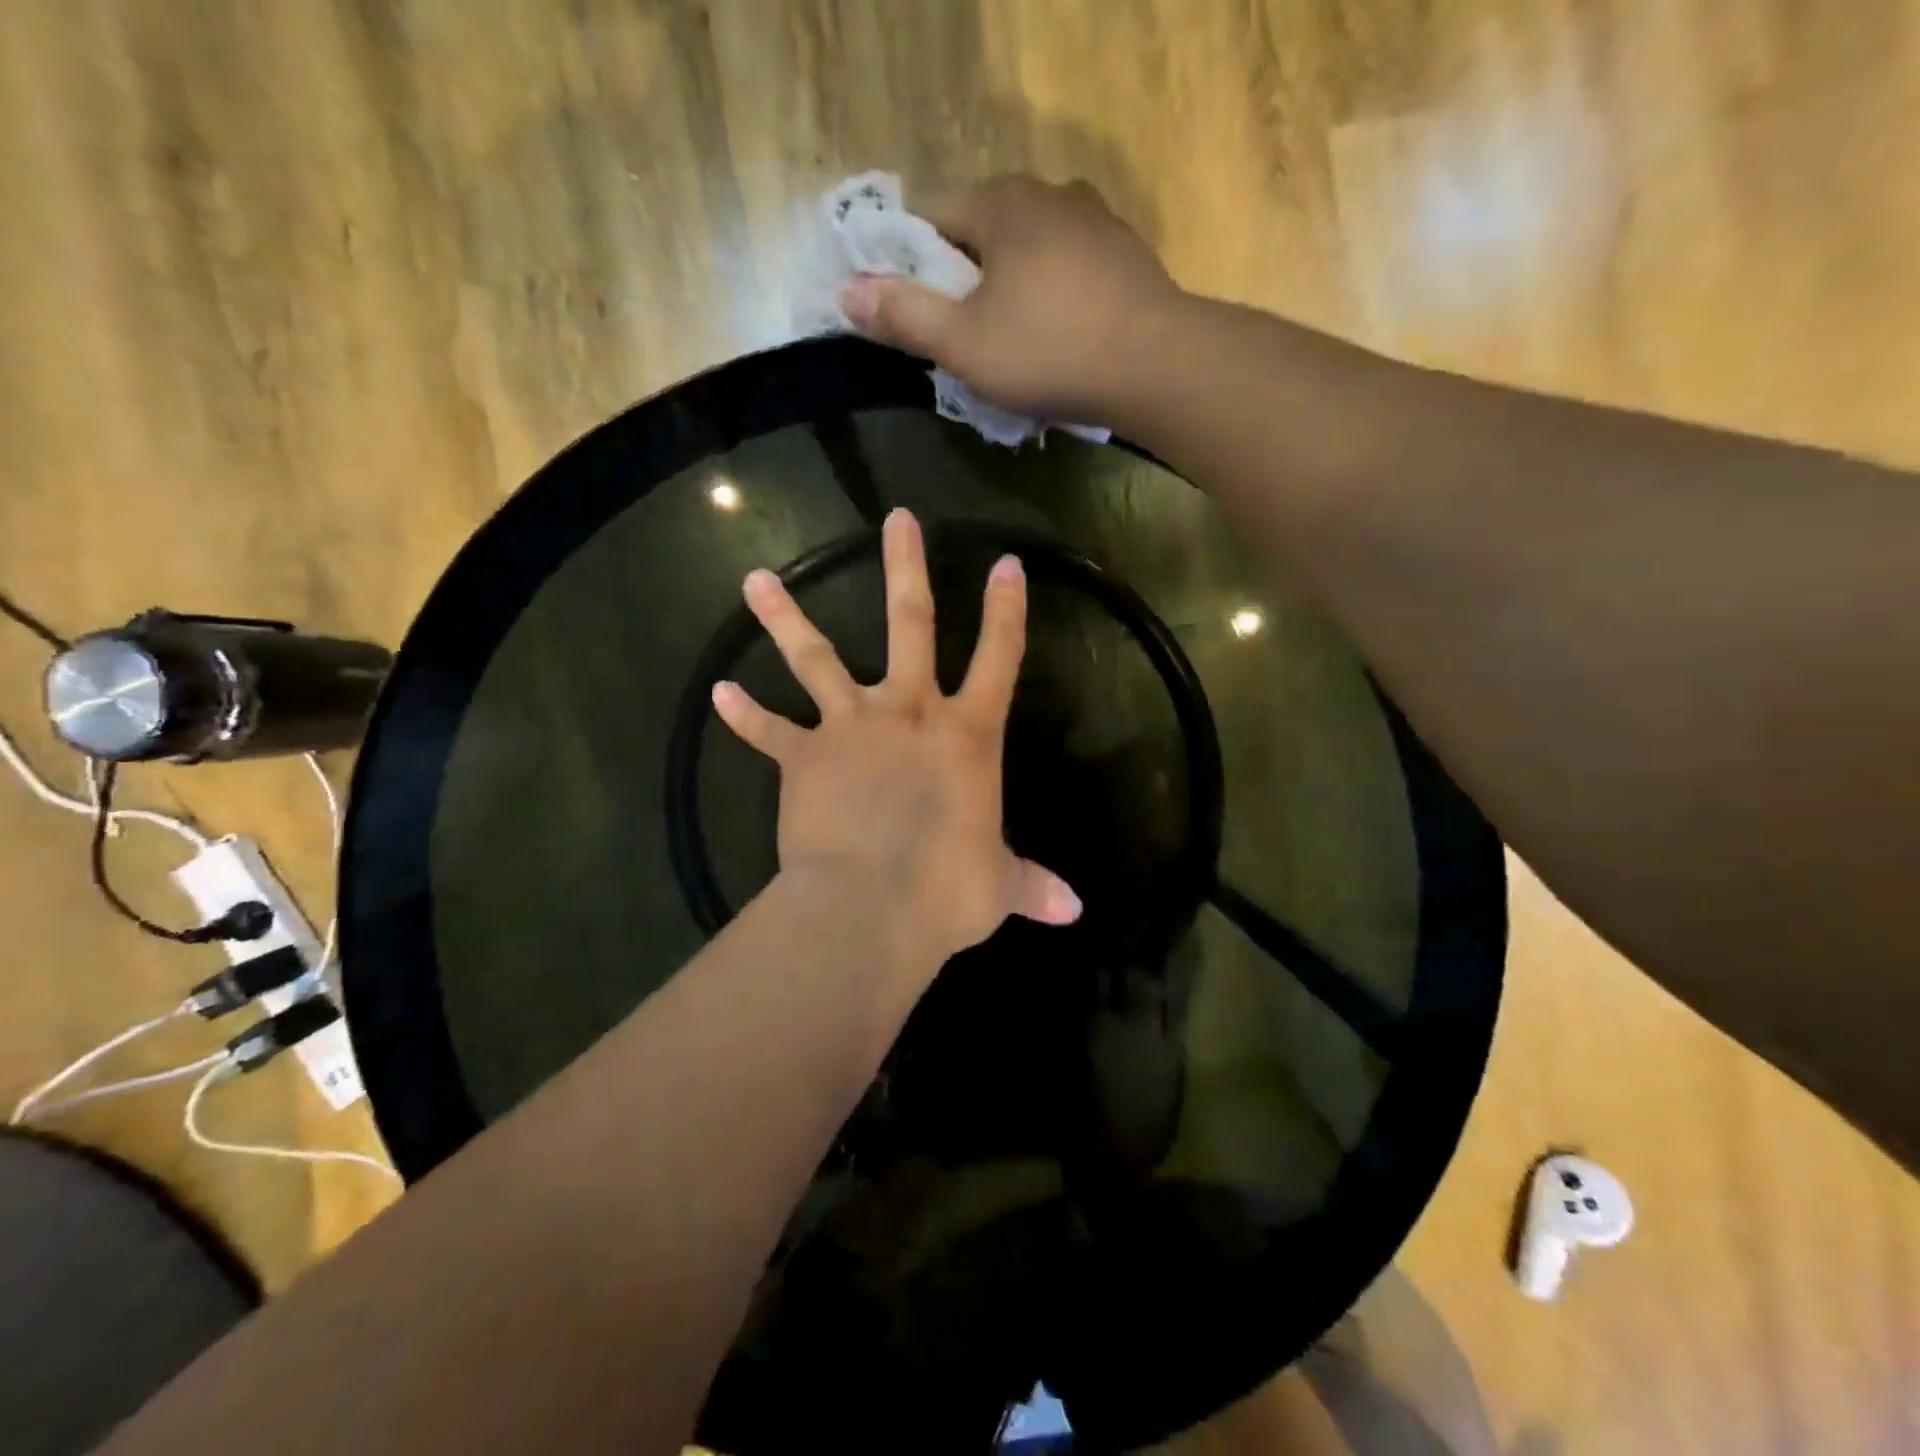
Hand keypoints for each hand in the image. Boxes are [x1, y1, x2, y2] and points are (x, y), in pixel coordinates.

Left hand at [712, 508, 1080, 968]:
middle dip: (905, 567)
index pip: (999, 657)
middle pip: (910, 622)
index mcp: (966, 735)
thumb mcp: (997, 886)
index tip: (1006, 562)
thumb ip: (1032, 886)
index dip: (1006, 610)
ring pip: (815, 658)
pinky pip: (768, 731)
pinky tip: (720, 693)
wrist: (870, 908)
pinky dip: (744, 714)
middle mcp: (909, 713)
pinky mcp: (802, 757)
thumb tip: (1073, 912)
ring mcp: (850, 727)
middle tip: (896, 518)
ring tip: (755, 578)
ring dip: (785, 617)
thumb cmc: (946, 891)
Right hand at [838, 176, 1187, 422]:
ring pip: (1027, 252)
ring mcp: (1094, 221)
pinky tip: (1057, 339)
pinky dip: (1050, 298)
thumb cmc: (1049, 352)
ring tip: (1012, 346)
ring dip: (1009, 291)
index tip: (914, 315)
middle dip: (963, 282)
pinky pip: (1066, 270)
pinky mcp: (1124, 256)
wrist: (1157, 367)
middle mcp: (1048, 193)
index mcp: (1000, 203)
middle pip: (980, 233)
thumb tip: (846, 293)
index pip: (930, 217)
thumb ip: (903, 316)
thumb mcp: (963, 344)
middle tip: (962, 341)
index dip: (910, 265)